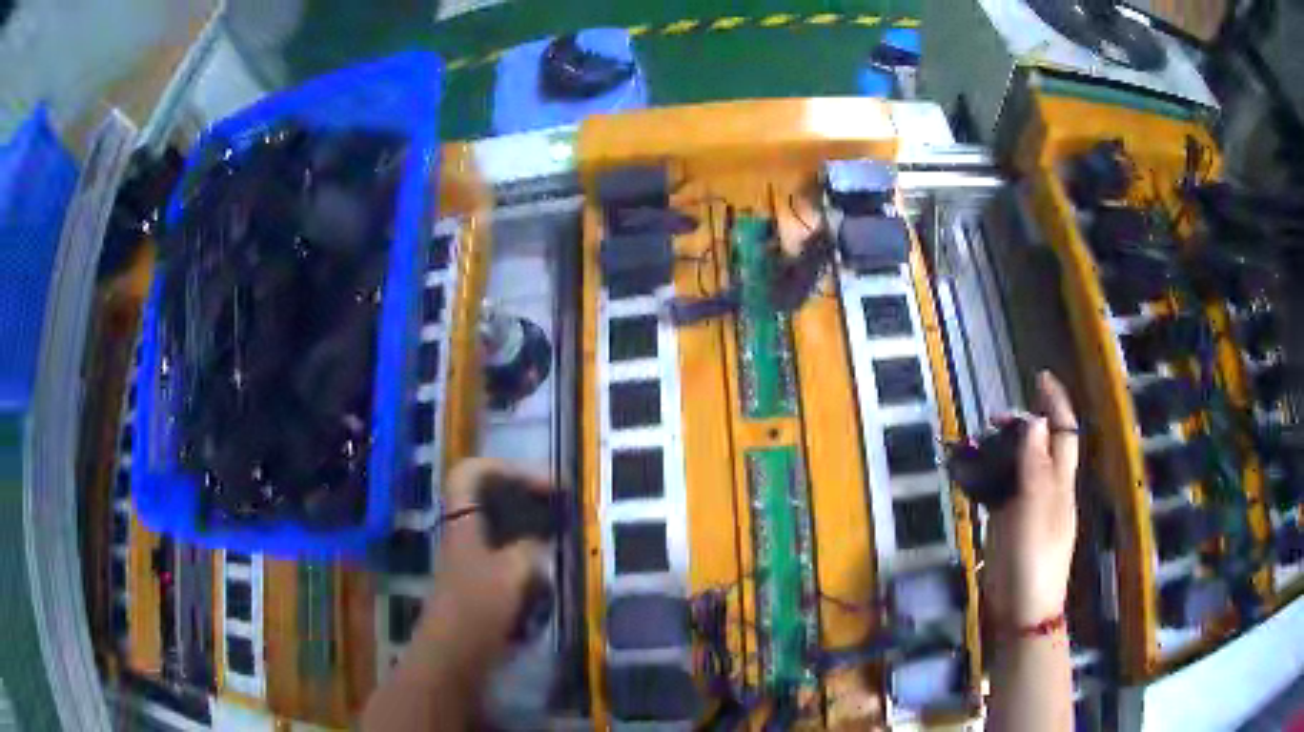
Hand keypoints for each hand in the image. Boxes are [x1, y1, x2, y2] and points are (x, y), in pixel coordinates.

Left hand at [420, 458, 553, 660]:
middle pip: (488, 498)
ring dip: (528, 529)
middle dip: (524, 496)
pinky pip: (505, 556)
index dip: (505, 468)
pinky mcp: (478, 584)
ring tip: (558, 538)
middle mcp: (463, 534)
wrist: (454, 655)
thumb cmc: (478, 607)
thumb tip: (538, 541)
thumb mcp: (512, 572)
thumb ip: (529, 548)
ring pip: (499, 528)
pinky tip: (546, 574)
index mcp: (463, 522)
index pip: (472, 472)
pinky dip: (527, 558)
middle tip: (558, 506)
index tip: (543, 484)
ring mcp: (469, 559)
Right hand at [983, 371, 1079, 626]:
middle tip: (993, 418)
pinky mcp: (1008, 524)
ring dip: (1001, 449)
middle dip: (1022, 424)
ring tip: (977, 442)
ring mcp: (1027, 507)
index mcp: (1059, 483)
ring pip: (1018, 466)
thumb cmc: (1035, 559)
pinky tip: (971, 475)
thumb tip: (1035, 422)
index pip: (1064, 433)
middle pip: (1040, 446)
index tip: (1041, 377)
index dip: (1056, 403)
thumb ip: (1035, 467)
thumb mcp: (1035, 510)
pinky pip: (1000, 490)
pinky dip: (987, 476)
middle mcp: (1047, 489)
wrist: (1023, 608)